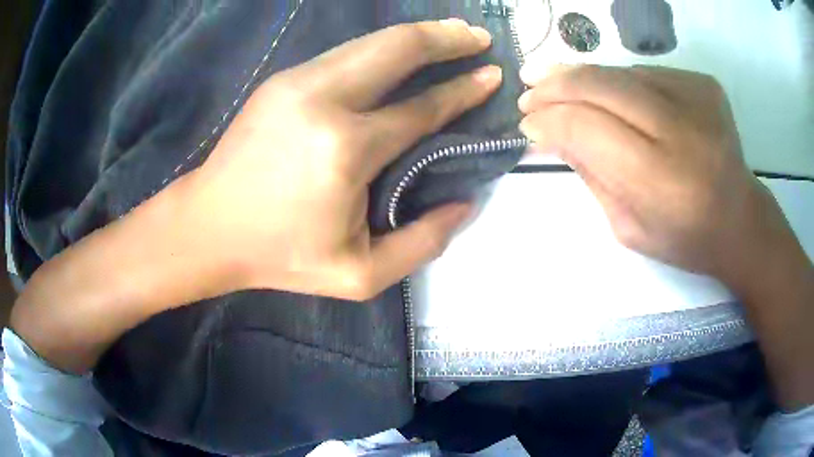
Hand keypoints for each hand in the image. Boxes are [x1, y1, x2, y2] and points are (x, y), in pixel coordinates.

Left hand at [178, 19, 500, 300]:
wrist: (208, 227)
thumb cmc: (280, 256)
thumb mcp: (359, 274)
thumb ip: (423, 243)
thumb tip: (464, 202)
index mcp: (345, 151)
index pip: (422, 107)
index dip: (464, 90)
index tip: (492, 75)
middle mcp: (323, 101)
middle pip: (397, 47)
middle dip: (445, 37)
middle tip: (477, 35)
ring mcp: (296, 82)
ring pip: (371, 42)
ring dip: (416, 35)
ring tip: (450, 34)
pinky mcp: (281, 80)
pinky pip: (346, 54)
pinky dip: (382, 48)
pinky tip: (399, 53)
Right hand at [518, 64, 813, 409]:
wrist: (740, 219)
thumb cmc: (684, 238)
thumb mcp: (627, 227)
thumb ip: (590, 175)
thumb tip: (552, 130)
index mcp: (661, 181)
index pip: (586, 128)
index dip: (549, 120)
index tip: (527, 124)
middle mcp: (681, 130)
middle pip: (600, 86)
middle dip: (556, 86)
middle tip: (529, 91)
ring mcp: (696, 98)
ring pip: (619, 72)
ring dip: (581, 76)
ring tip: (554, 81)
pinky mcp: (703, 83)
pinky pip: (645, 73)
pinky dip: (618, 80)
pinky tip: (608, 94)